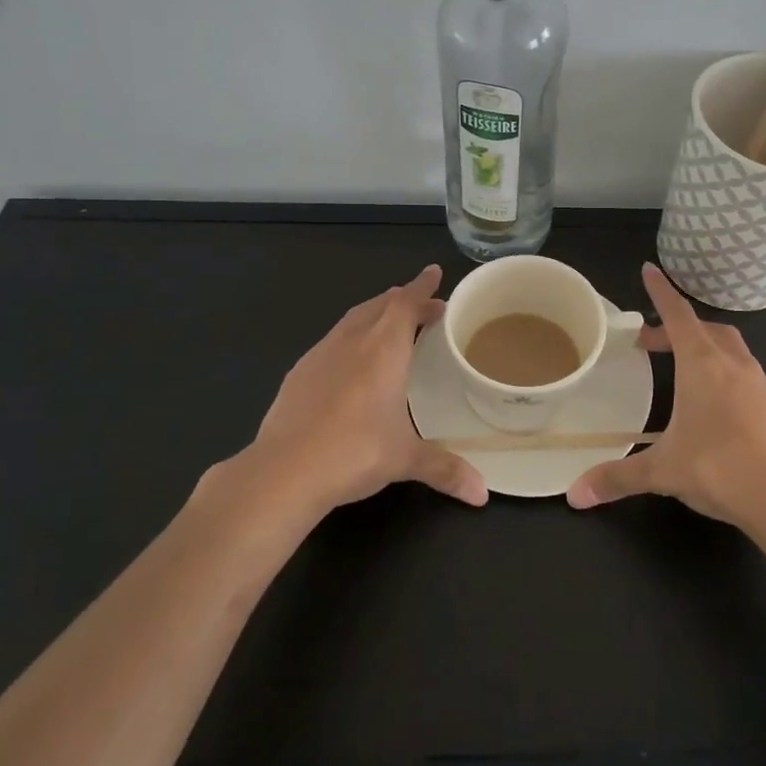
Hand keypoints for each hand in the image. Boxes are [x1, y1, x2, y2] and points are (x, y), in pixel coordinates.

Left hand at [236, 265, 487, 515]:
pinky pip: (332, 340)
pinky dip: (351, 336)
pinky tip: (351, 360)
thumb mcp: (406, 459)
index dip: (422, 287)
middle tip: (425, 307)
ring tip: (390, 325)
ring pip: (353, 319)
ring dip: (375, 314)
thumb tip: (482, 493)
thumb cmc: (354, 453)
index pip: (406, 304)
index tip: (434, 272)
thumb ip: (446, 469)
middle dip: (404, 300)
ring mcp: (321, 354)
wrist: (283, 470)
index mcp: (384, 350)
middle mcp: (353, 341)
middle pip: (380, 305)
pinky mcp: (299, 373)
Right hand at [566, 263, 765, 538]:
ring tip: (683, 369)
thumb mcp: (663, 471)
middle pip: (704, 328)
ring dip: (704, 346)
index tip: (649, 269)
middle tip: (651, 344)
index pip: (678, 314)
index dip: (661, 292)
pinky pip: (745, 372)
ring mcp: (760, 383)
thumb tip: (575, 495)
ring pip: (730, 347)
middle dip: (676, 328)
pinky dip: (725, 371)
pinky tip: (716, 403)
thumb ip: (617, 477)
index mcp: (703, 365)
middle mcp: (733, 364)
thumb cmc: (720, 469)